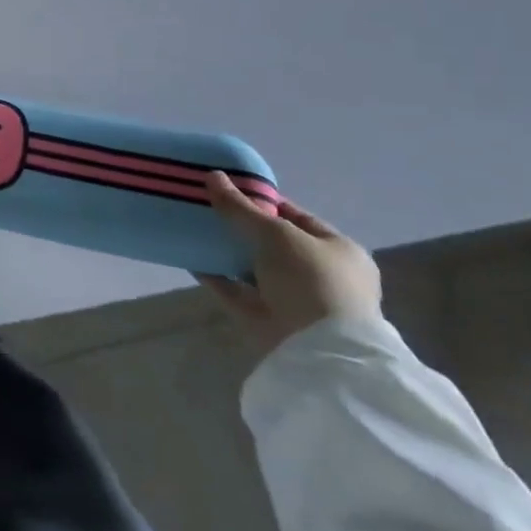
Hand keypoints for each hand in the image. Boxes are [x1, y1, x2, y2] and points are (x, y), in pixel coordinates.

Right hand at [195, 172, 380, 352]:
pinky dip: (216, 277)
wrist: (320, 354)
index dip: (262, 201)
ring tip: (194, 229)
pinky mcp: (268, 322)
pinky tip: (192, 259)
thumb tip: (212, 175)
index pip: (296, 216)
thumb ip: (241, 207)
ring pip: (253, 269)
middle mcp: (320, 276)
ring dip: (226, 252)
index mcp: (338, 252)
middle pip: (272, 244)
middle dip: (241, 227)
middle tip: (207, 207)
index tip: (228, 189)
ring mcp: (295, 302)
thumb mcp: (276, 234)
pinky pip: (237, 292)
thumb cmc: (311, 281)